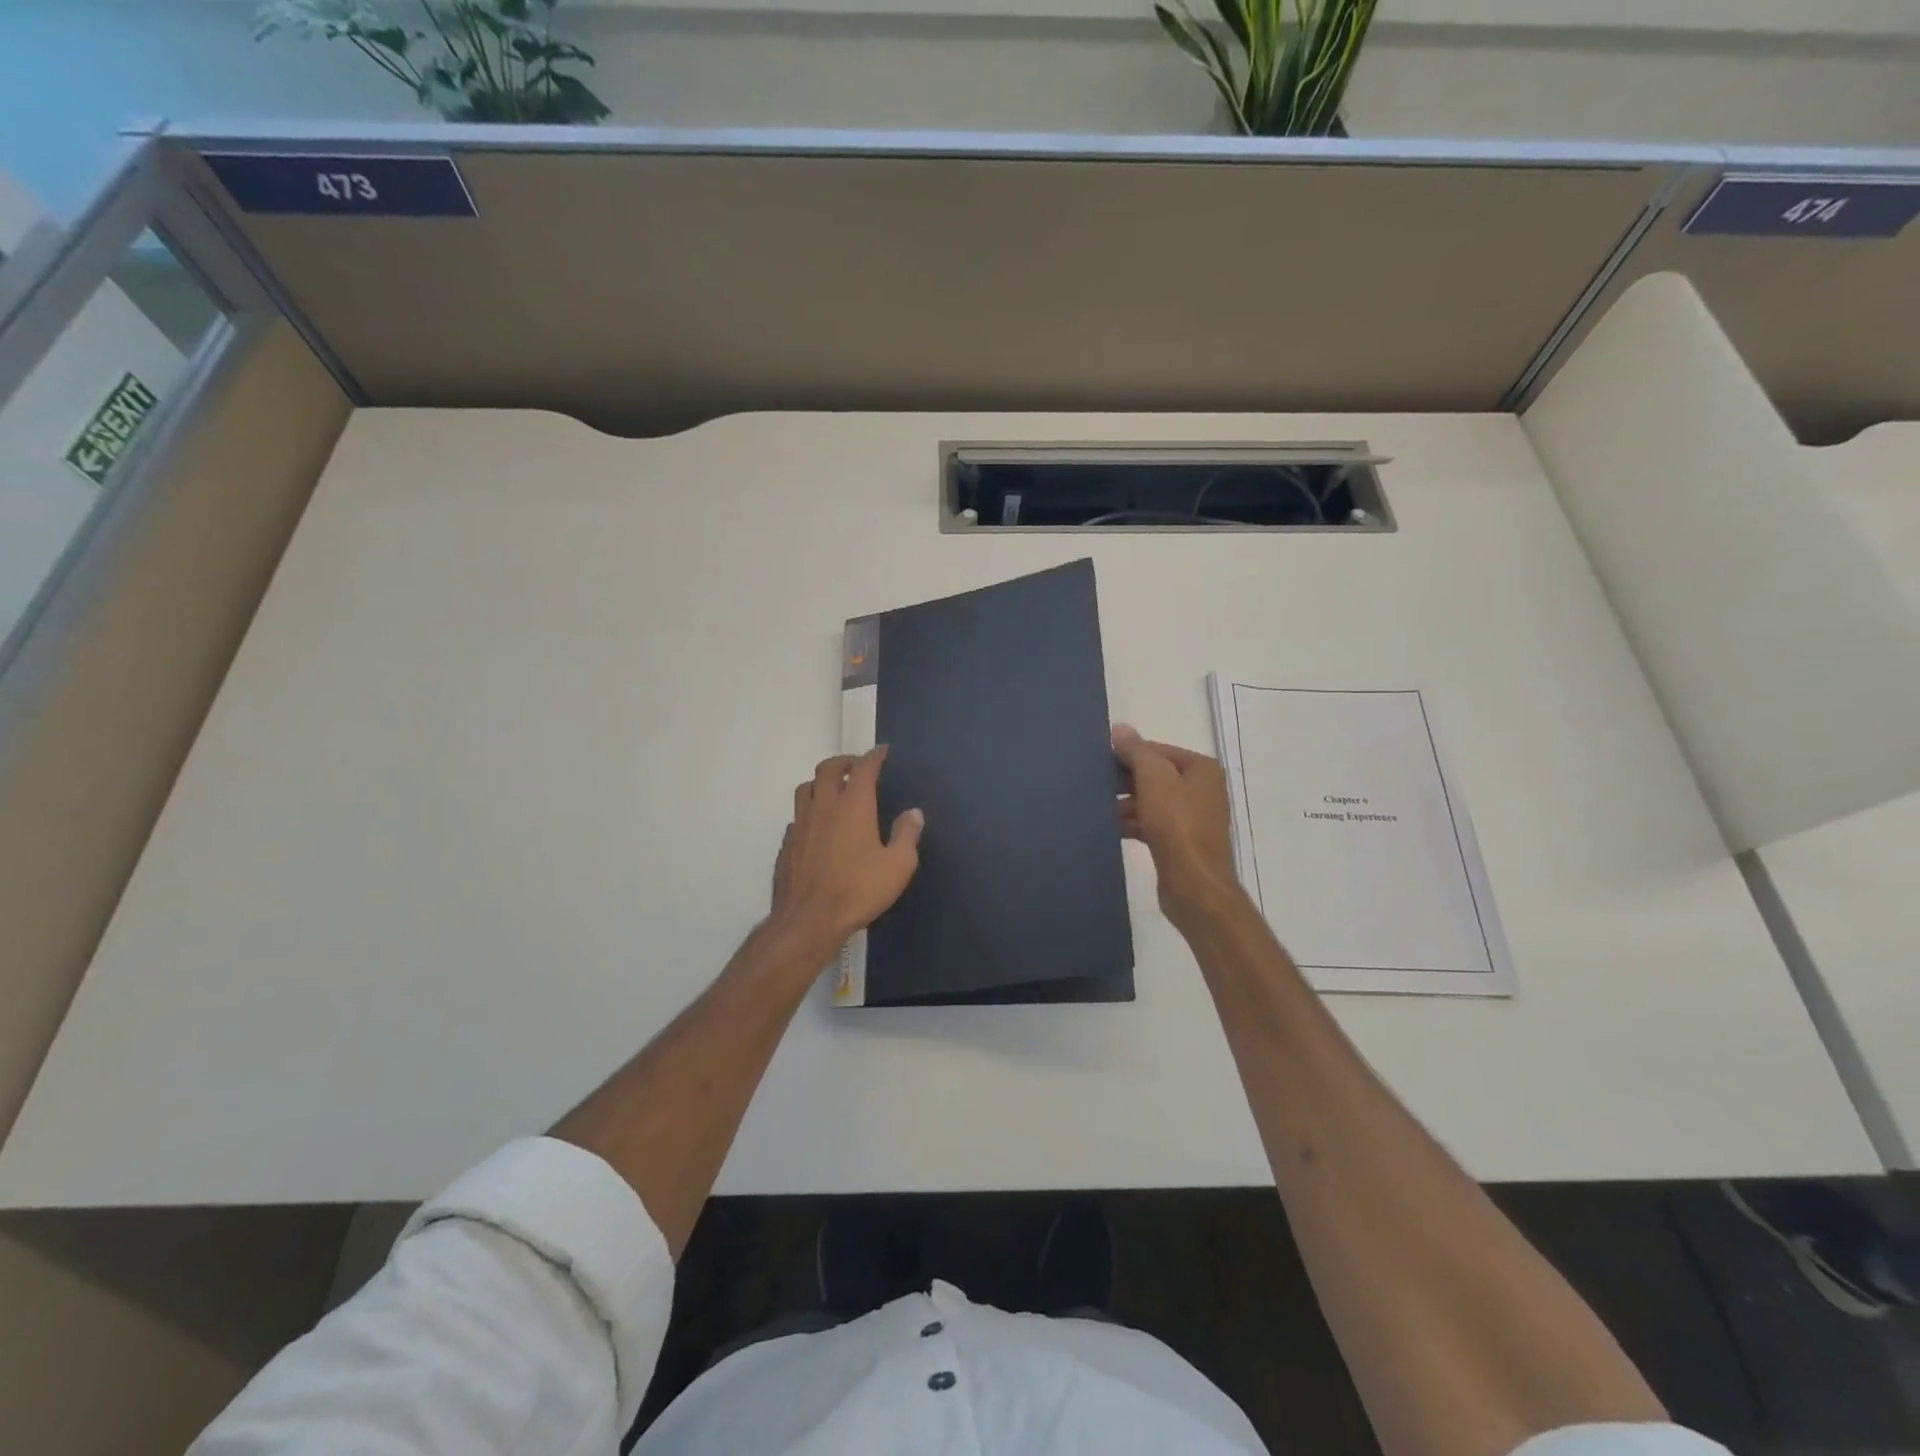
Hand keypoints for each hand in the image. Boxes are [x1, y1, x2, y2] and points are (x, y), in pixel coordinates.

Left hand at [769, 746, 923, 953]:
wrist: (809, 920)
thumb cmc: (858, 890)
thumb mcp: (898, 865)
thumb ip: (907, 835)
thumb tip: (913, 813)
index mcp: (853, 806)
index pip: (863, 768)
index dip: (874, 756)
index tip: (883, 751)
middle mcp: (824, 806)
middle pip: (828, 769)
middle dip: (845, 761)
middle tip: (857, 767)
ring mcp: (800, 825)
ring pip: (806, 788)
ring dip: (821, 782)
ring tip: (834, 791)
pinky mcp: (787, 845)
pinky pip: (797, 817)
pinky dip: (810, 812)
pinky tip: (818, 828)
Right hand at [1112, 723, 1241, 925]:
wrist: (1194, 884)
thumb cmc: (1177, 825)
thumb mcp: (1154, 778)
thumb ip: (1137, 751)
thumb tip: (1120, 728)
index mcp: (1201, 769)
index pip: (1157, 750)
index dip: (1128, 754)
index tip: (1099, 761)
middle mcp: (1201, 790)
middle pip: (1154, 775)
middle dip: (1125, 780)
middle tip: (1094, 784)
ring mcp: (1192, 818)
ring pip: (1151, 801)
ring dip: (1125, 804)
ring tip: (1097, 807)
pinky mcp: (1180, 843)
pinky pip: (1151, 824)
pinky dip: (1132, 823)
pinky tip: (1109, 827)